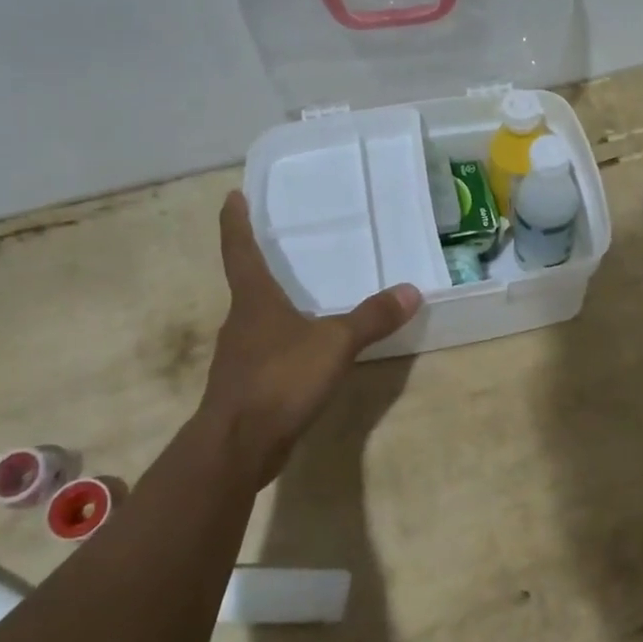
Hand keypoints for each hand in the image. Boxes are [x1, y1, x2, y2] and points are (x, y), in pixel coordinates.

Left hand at [198, 189, 421, 481]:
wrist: (238, 445)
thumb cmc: (280, 379)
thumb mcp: (335, 344)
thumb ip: (371, 318)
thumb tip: (410, 290)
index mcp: (254, 301)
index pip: (240, 250)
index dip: (235, 222)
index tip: (231, 196)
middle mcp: (241, 323)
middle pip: (248, 286)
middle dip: (261, 267)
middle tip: (282, 249)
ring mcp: (239, 358)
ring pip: (258, 323)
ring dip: (275, 310)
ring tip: (303, 301)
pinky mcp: (246, 388)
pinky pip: (268, 355)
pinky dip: (285, 346)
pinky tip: (306, 355)